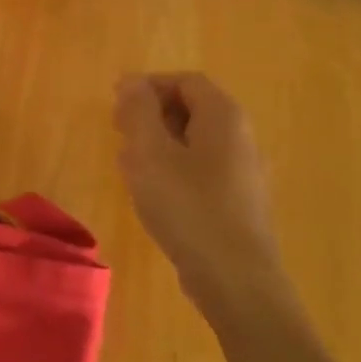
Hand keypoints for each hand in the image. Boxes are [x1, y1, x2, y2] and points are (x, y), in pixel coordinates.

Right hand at [114, 73, 289, 317]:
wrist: (236, 280)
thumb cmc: (188, 207)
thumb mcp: (151, 153)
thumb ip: (139, 111)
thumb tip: (132, 81)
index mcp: (223, 117)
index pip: (186, 81)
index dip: (149, 85)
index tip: (117, 103)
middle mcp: (240, 138)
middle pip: (193, 109)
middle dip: (152, 114)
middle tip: (118, 130)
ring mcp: (243, 172)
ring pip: (195, 142)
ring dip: (158, 143)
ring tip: (127, 162)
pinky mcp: (237, 203)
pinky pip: (201, 171)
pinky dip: (173, 169)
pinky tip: (151, 192)